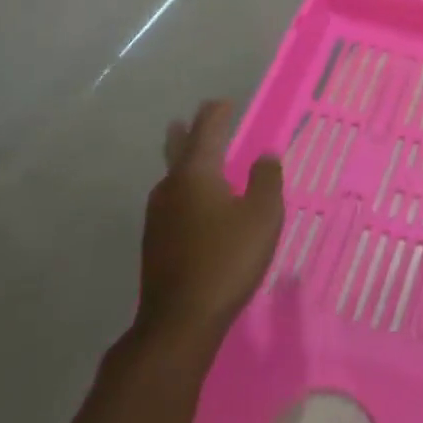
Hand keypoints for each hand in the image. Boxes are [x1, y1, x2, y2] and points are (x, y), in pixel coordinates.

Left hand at [131, 100, 283, 359]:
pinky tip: (192, 202)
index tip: (223, 102)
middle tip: (189, 119)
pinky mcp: (156, 243)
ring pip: (172, 177)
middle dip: (186, 133)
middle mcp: (171, 189)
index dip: (216, 115)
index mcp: (196, 174)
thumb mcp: (262, 215)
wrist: (180, 320)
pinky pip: (172, 200)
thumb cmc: (227, 259)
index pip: (206, 132)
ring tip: (193, 155)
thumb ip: (266, 180)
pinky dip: (183, 188)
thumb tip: (265, 155)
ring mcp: (158, 217)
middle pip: (178, 151)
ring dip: (183, 161)